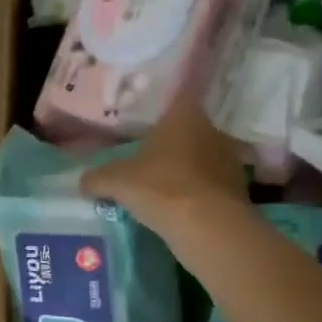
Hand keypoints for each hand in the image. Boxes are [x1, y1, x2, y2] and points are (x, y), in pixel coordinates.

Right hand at [81, 98, 247, 237]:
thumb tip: (82, 181)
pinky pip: (212, 185)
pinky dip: (199, 192)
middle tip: (151, 154)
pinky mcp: (238, 190)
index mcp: (184, 116)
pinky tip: (182, 207)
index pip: (181, 93)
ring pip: (203, 157)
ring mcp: (229, 161)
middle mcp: (212, 131)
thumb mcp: (118, 182)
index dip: (170, 97)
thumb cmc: (161, 188)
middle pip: (190, 129)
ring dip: (188, 168)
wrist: (209, 228)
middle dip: (172, 141)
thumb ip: (98, 178)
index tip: (159, 105)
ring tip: (165, 184)